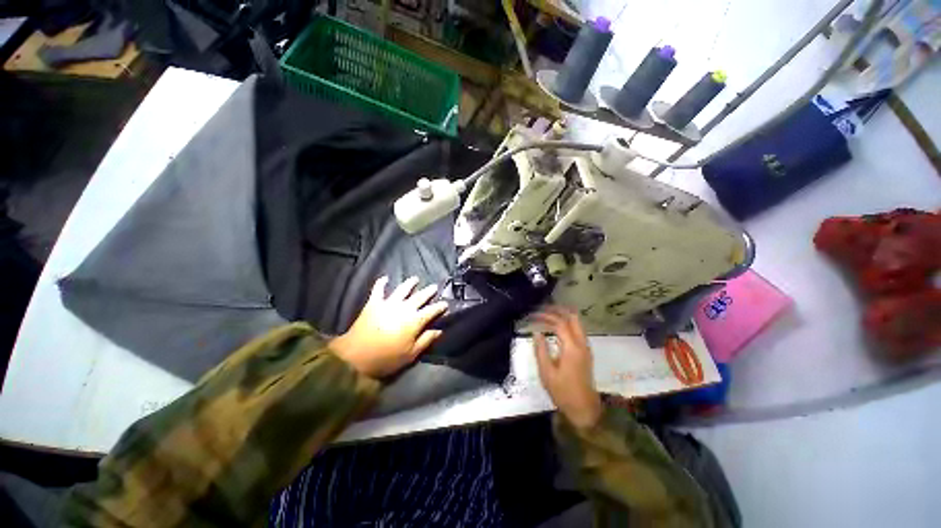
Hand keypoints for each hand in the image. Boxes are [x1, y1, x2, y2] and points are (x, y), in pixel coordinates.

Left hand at [330, 276, 447, 378]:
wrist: (356, 357)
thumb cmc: (387, 358)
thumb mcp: (411, 354)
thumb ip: (426, 340)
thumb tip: (439, 330)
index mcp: (415, 321)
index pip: (431, 311)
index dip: (440, 307)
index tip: (445, 303)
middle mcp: (404, 308)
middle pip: (420, 297)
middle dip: (428, 291)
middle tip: (434, 287)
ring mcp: (388, 303)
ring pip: (402, 289)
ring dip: (410, 283)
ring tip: (415, 279)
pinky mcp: (373, 303)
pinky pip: (378, 290)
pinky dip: (381, 283)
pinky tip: (385, 278)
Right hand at [532, 306, 602, 429]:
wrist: (584, 409)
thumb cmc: (563, 392)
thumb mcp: (547, 373)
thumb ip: (541, 350)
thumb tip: (536, 333)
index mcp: (572, 348)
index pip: (559, 323)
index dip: (546, 316)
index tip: (533, 315)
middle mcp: (582, 344)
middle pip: (573, 318)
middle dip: (558, 310)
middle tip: (542, 308)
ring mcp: (586, 347)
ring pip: (577, 322)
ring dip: (563, 315)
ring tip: (548, 314)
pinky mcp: (586, 352)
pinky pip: (578, 330)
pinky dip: (567, 323)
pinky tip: (557, 326)